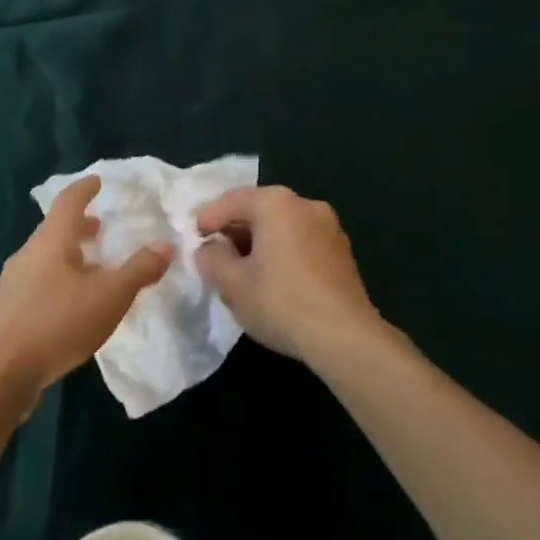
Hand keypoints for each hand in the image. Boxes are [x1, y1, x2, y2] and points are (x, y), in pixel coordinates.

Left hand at [0, 176, 171, 401]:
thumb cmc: (56, 322)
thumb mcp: (109, 296)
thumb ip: (139, 270)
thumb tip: (164, 246)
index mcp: (51, 240)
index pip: (68, 202)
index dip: (84, 188)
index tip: (97, 181)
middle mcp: (28, 254)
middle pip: (55, 230)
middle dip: (79, 226)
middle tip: (101, 228)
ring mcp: (13, 283)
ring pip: (46, 258)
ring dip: (69, 256)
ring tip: (93, 269)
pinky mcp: (7, 312)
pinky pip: (39, 283)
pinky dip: (59, 280)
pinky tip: (72, 305)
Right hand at [195, 186, 379, 363]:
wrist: (345, 337)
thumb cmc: (281, 302)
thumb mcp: (231, 283)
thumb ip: (211, 258)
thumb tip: (210, 249)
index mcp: (275, 203)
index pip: (230, 201)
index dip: (207, 219)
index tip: (193, 240)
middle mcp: (305, 204)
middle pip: (258, 210)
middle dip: (234, 231)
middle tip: (215, 256)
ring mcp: (329, 226)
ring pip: (282, 226)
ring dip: (259, 243)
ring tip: (243, 271)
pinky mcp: (342, 251)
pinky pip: (301, 241)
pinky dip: (282, 252)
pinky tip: (274, 280)